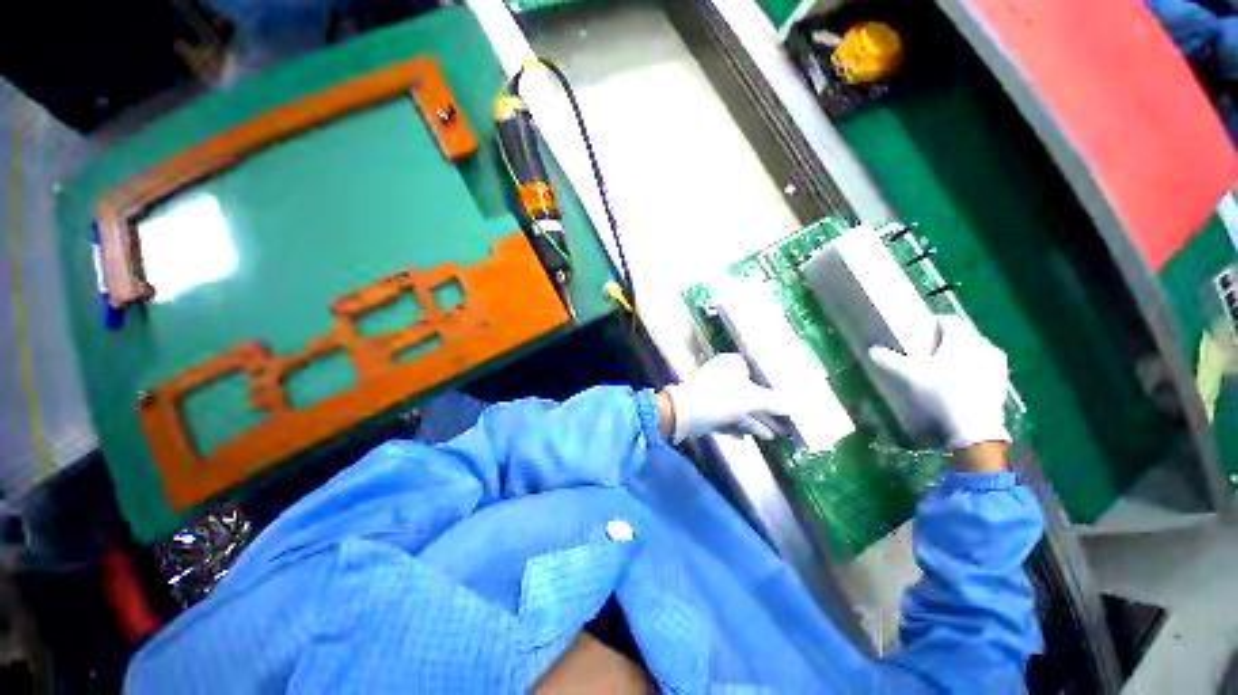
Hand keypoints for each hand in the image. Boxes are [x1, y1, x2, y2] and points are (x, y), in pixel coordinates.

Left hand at [660, 353, 788, 443]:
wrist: (685, 414)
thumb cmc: (720, 399)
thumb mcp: (752, 399)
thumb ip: (774, 402)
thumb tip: (797, 405)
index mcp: (730, 366)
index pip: (754, 371)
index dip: (770, 382)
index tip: (785, 396)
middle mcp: (721, 378)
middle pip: (749, 393)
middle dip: (767, 410)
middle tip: (786, 423)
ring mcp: (713, 395)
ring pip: (739, 408)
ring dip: (755, 422)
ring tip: (774, 435)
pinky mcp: (707, 411)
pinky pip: (727, 419)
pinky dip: (738, 428)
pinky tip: (747, 439)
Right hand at [868, 316, 1009, 451]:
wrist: (973, 427)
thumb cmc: (939, 391)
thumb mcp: (906, 374)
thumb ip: (888, 360)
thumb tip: (873, 350)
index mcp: (962, 337)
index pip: (948, 320)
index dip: (932, 323)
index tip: (919, 330)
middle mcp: (983, 345)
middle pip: (964, 336)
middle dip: (947, 341)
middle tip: (928, 351)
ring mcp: (997, 366)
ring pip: (977, 353)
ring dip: (962, 357)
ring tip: (944, 369)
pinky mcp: (1002, 384)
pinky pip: (984, 370)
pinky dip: (972, 373)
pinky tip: (959, 385)